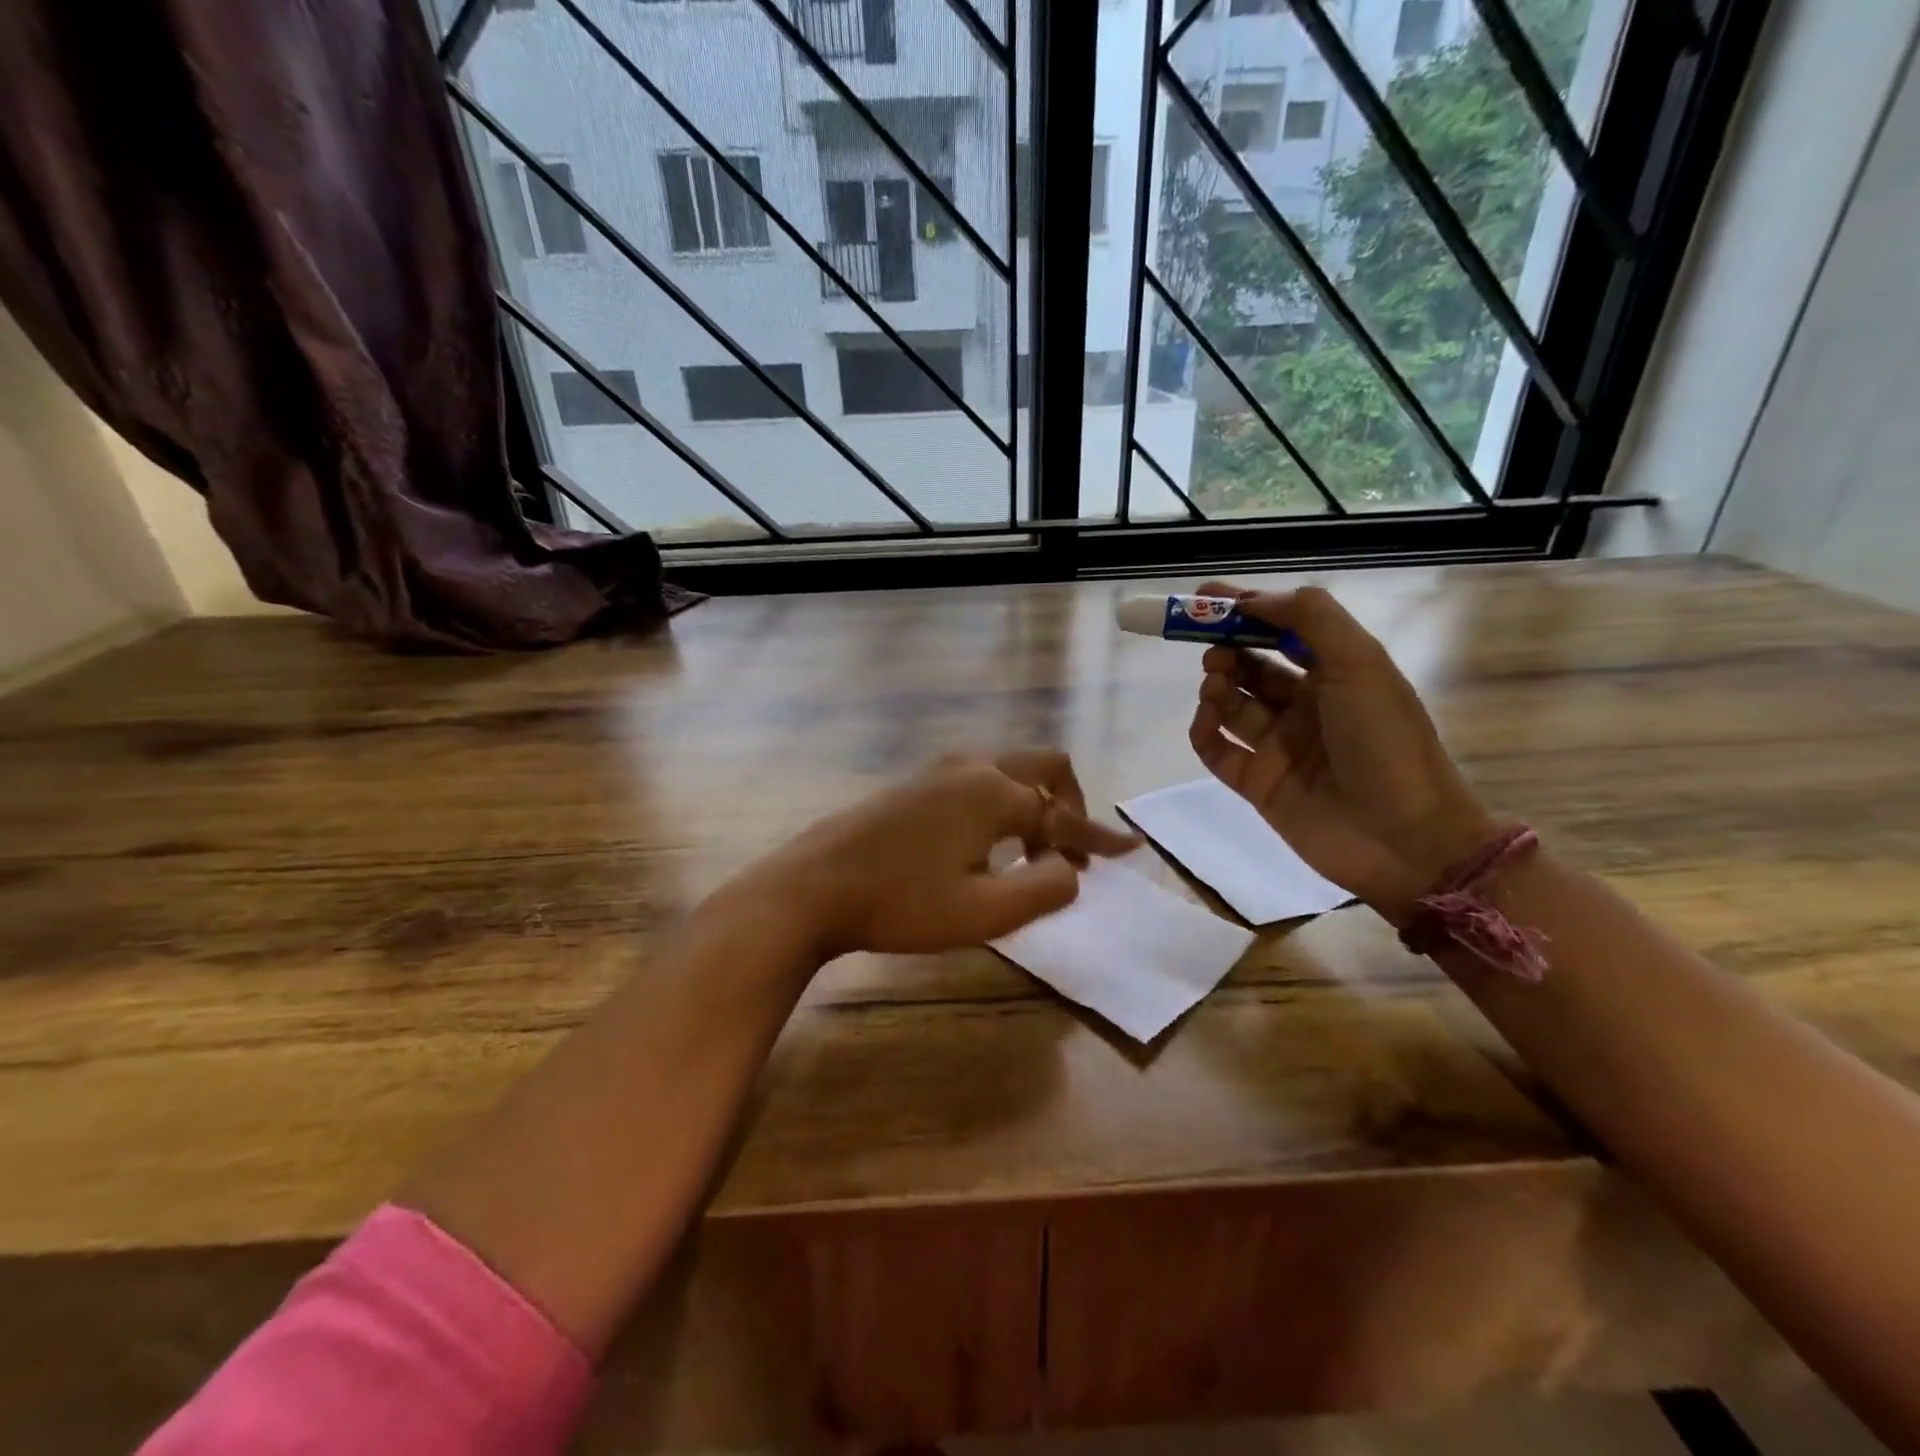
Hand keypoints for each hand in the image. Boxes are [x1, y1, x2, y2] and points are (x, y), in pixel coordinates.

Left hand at [733, 750, 1140, 958]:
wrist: (813, 887)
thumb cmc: (902, 904)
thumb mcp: (986, 912)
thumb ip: (1046, 888)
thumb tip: (1072, 870)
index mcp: (994, 792)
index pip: (1064, 816)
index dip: (1099, 839)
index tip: (1129, 853)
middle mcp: (972, 767)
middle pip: (1044, 767)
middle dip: (1070, 804)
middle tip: (1073, 849)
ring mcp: (938, 770)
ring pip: (1009, 769)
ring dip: (1034, 803)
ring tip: (1033, 852)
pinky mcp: (914, 783)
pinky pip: (979, 779)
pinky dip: (1002, 803)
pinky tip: (987, 843)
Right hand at [1187, 581, 1496, 918]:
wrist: (1403, 839)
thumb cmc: (1386, 743)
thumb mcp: (1360, 664)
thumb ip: (1310, 619)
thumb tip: (1253, 599)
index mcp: (1336, 674)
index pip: (1282, 630)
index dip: (1245, 610)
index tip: (1204, 597)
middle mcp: (1306, 706)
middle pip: (1252, 665)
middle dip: (1227, 648)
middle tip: (1211, 647)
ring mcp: (1279, 746)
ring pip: (1232, 704)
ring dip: (1217, 685)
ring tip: (1215, 682)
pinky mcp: (1257, 782)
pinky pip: (1217, 748)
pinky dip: (1204, 729)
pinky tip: (1206, 719)